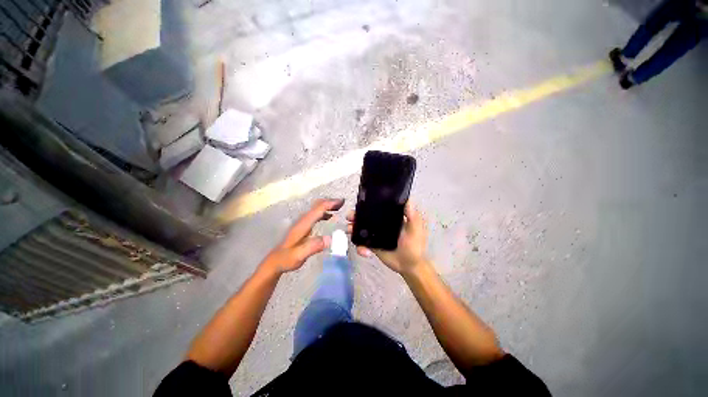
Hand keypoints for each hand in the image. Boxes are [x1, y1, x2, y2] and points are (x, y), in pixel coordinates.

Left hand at [264, 198, 343, 273]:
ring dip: (327, 206)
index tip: (342, 202)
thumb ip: (313, 247)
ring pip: (316, 209)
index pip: (317, 210)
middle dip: (330, 202)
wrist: (275, 261)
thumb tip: (329, 238)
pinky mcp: (303, 226)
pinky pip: (315, 215)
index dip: (330, 204)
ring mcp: (302, 223)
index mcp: (303, 225)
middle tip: (342, 202)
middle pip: (317, 206)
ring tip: (339, 207)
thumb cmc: (286, 259)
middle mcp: (302, 220)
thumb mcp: (299, 256)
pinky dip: (324, 212)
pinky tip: (330, 216)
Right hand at [347, 202, 427, 274]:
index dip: (368, 204)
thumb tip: (408, 200)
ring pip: (361, 229)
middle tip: (349, 217)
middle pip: (366, 217)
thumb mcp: (415, 230)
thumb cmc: (415, 246)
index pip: (378, 207)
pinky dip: (360, 247)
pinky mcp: (372, 245)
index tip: (359, 203)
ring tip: (348, 230)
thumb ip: (412, 217)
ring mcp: (376, 235)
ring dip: (352, 228)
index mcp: (391, 217)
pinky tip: (364, 252)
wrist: (410, 266)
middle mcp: (381, 224)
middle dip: (355, 215)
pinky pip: (362, 244)